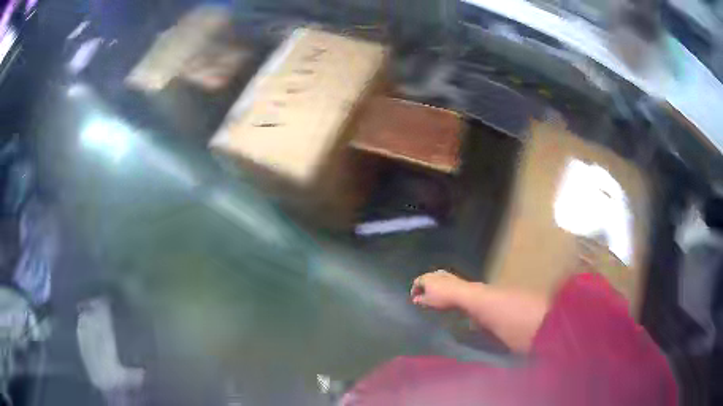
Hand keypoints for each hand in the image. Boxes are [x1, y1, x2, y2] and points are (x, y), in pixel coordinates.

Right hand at [410, 270, 469, 309]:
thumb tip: (415, 300)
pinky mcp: (453, 277)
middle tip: (422, 297)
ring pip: (434, 280)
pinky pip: (443, 281)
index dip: (414, 290)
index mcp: (426, 278)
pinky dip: (440, 286)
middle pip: (425, 280)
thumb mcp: (428, 302)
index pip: (416, 282)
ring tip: (432, 296)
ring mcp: (444, 274)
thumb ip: (420, 300)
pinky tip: (442, 293)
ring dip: (432, 287)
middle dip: (423, 288)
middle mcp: (434, 274)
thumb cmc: (442, 298)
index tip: (415, 298)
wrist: (463, 294)